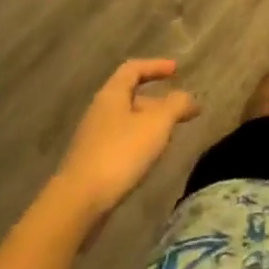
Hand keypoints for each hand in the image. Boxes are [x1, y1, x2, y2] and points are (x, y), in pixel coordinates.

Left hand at [55, 60, 198, 217]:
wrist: (79, 202)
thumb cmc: (120, 153)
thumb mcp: (157, 124)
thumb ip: (176, 105)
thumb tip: (189, 97)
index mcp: (112, 94)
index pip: (133, 69)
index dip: (156, 66)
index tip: (177, 70)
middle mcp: (100, 111)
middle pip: (131, 95)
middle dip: (158, 100)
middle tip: (181, 110)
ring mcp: (93, 137)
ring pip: (127, 120)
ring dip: (150, 122)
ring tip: (170, 134)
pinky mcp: (92, 161)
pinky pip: (121, 140)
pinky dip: (139, 140)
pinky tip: (149, 156)